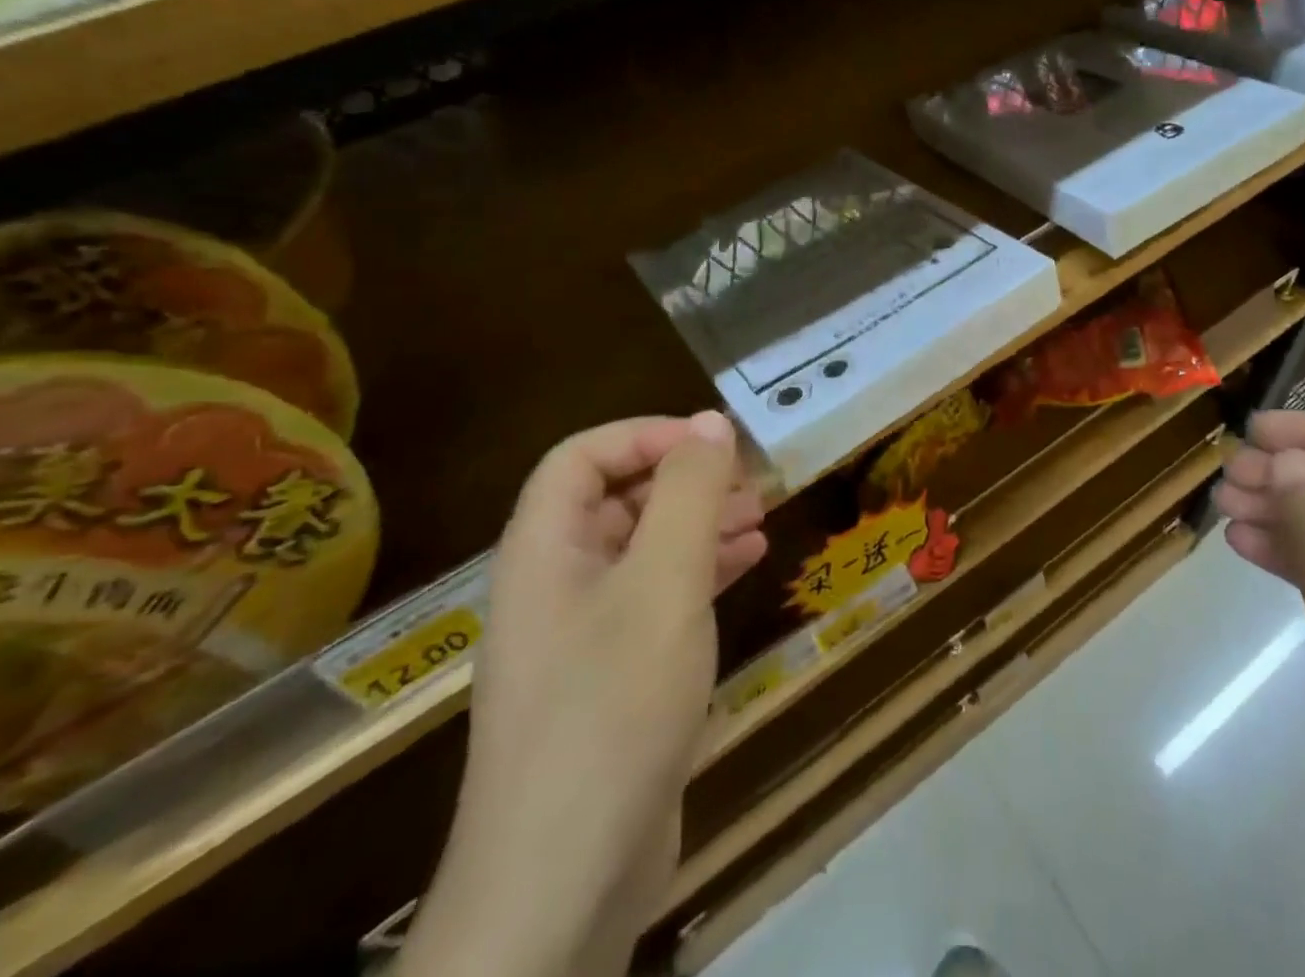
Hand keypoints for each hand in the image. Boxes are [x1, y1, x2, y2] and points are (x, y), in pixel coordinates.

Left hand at [400, 412, 767, 976]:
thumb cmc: (612, 705)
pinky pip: (655, 600)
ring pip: (642, 550)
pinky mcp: (610, 679)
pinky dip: (700, 573)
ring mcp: (581, 636)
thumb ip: (688, 494)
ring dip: (699, 525)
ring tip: (760, 519)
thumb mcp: (663, 583)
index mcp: (544, 550)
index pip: (581, 457)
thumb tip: (710, 422)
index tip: (713, 443)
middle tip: (751, 483)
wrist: (564, 881)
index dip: (645, 435)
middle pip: (615, 500)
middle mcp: (554, 584)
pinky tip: (746, 568)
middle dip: (685, 481)